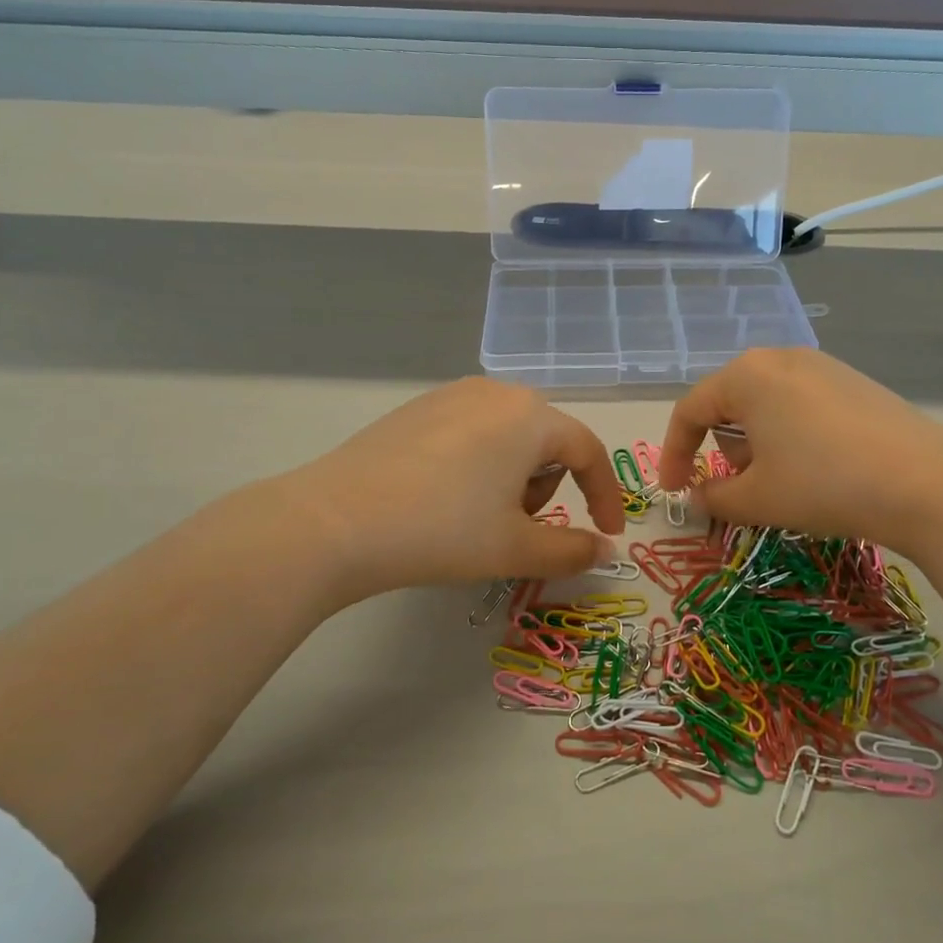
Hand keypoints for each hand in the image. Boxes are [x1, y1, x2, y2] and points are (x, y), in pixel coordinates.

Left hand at [260, 378, 625, 610]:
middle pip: (548, 441)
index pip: (588, 452)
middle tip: (519, 528)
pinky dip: (478, 464)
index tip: (607, 532)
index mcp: (530, 416)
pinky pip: (471, 432)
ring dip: (513, 476)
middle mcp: (496, 392)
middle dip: (548, 486)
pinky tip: (443, 497)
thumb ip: (572, 550)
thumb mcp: (516, 548)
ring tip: (478, 515)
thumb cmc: (442, 531)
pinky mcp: (416, 408)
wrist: (335, 522)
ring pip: (509, 435)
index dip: (605, 495)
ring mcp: (451, 395)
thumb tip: (603, 549)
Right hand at [657, 349, 942, 561]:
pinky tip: (820, 467)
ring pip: (766, 404)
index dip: (674, 454)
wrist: (926, 482)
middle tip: (741, 490)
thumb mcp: (757, 499)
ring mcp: (822, 366)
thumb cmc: (823, 484)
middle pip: (729, 403)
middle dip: (723, 449)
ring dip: (758, 443)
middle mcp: (780, 358)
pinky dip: (791, 435)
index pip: (690, 410)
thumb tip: (696, 497)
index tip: (676, 492)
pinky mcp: (853, 381)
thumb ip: (713, 497)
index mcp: (747, 375)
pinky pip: (801, 404)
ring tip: (784, 482)